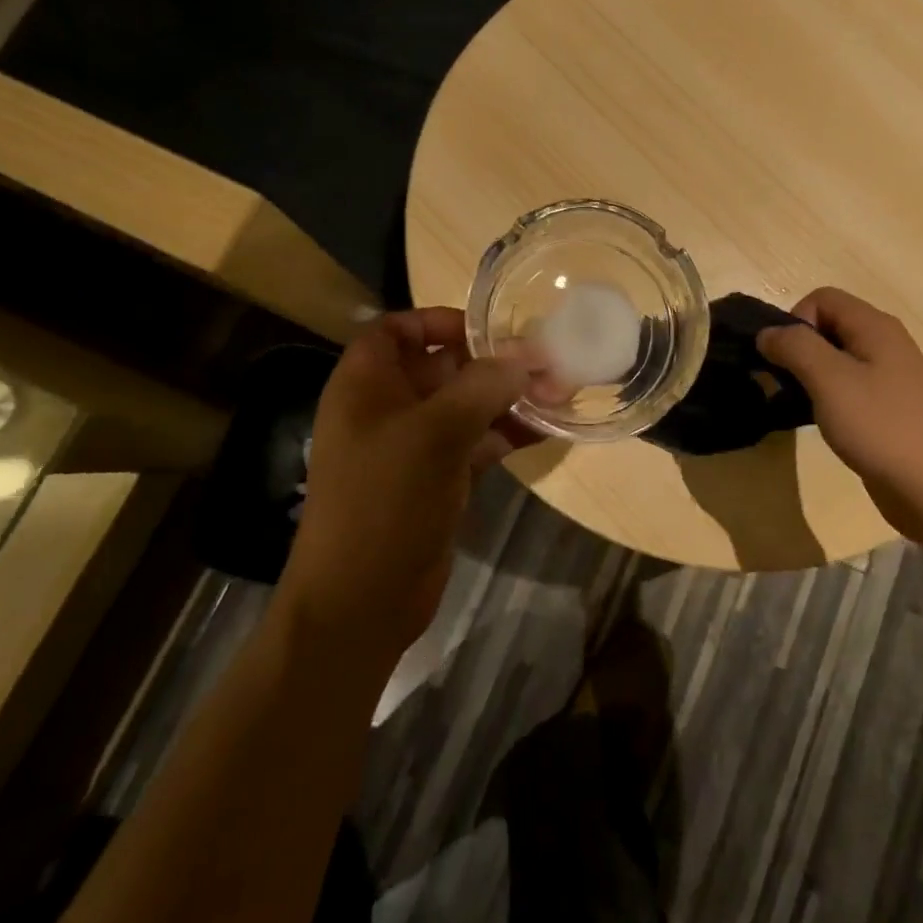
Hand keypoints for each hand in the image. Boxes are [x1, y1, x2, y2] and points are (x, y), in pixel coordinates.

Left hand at [279, 309, 535, 666]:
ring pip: (466, 406)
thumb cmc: (384, 501)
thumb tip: (525, 357)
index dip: (438, 321)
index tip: (488, 327)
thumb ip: (482, 386)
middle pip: (442, 367)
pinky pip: (477, 442)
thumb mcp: (434, 434)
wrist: (361, 602)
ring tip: (561, 391)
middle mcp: (388, 408)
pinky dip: (508, 434)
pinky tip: (549, 428)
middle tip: (547, 360)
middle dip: (493, 362)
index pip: (397, 330)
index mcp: (366, 385)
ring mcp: (414, 447)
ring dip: (509, 398)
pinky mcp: (438, 479)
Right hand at [758, 287, 922, 541]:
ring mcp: (892, 378)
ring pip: (838, 359)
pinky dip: (830, 398)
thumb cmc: (881, 427)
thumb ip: (794, 347)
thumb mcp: (829, 380)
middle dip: (800, 348)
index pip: (822, 298)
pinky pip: (851, 387)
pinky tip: (826, 424)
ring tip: (800, 406)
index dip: (796, 320)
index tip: (786, 360)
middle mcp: (887, 344)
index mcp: (876, 327)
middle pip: (830, 326)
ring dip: (812, 376)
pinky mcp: (891, 409)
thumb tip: (767, 333)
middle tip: (786, 384)